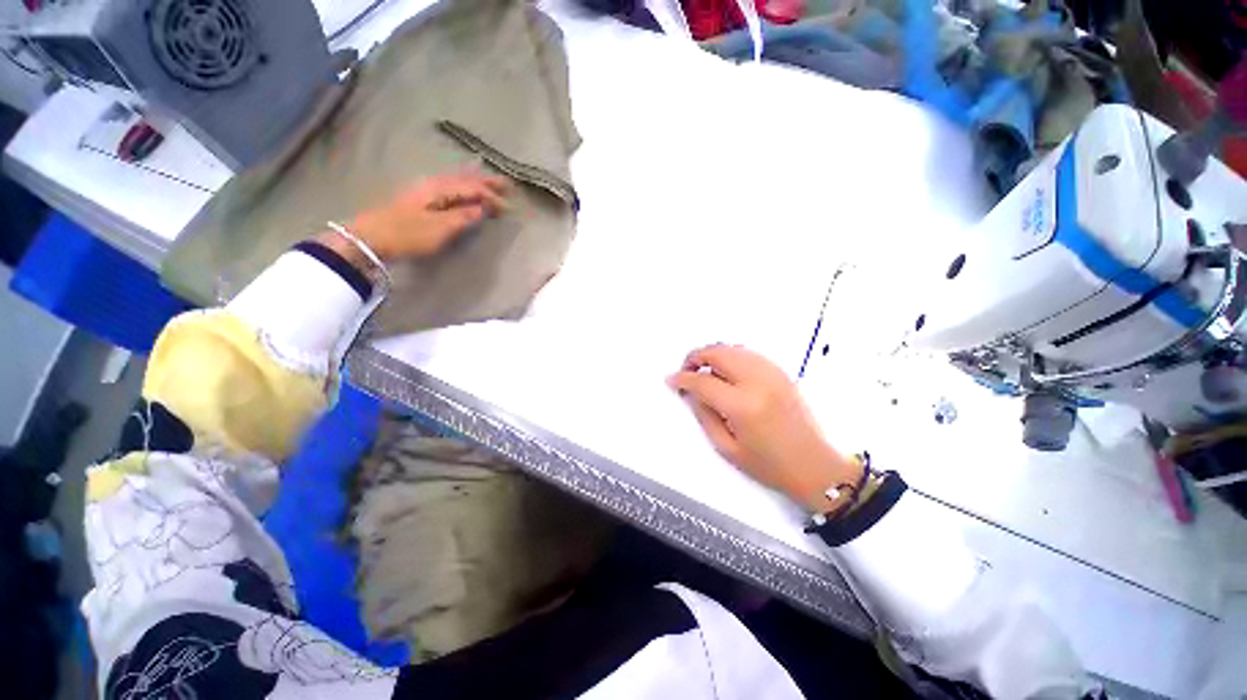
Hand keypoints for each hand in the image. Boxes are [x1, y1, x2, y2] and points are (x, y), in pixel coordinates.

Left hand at [319, 172, 510, 265]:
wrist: (372, 237)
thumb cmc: (408, 233)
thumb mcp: (440, 228)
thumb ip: (463, 217)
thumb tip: (481, 209)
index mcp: (440, 188)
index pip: (472, 188)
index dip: (491, 196)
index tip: (507, 208)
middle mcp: (434, 183)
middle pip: (465, 179)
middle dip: (487, 182)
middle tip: (507, 184)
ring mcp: (425, 189)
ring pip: (457, 181)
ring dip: (475, 182)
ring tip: (491, 183)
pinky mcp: (421, 198)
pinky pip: (450, 186)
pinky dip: (463, 186)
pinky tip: (465, 188)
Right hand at [668, 345, 861, 512]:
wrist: (815, 467)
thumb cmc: (769, 465)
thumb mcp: (727, 448)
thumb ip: (704, 415)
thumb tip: (691, 392)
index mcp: (743, 406)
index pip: (703, 380)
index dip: (683, 378)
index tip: (672, 380)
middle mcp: (758, 382)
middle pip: (719, 353)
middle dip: (696, 357)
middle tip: (687, 370)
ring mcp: (773, 374)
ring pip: (734, 349)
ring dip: (714, 354)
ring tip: (705, 370)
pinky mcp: (782, 373)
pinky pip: (750, 354)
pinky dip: (732, 356)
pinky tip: (727, 371)